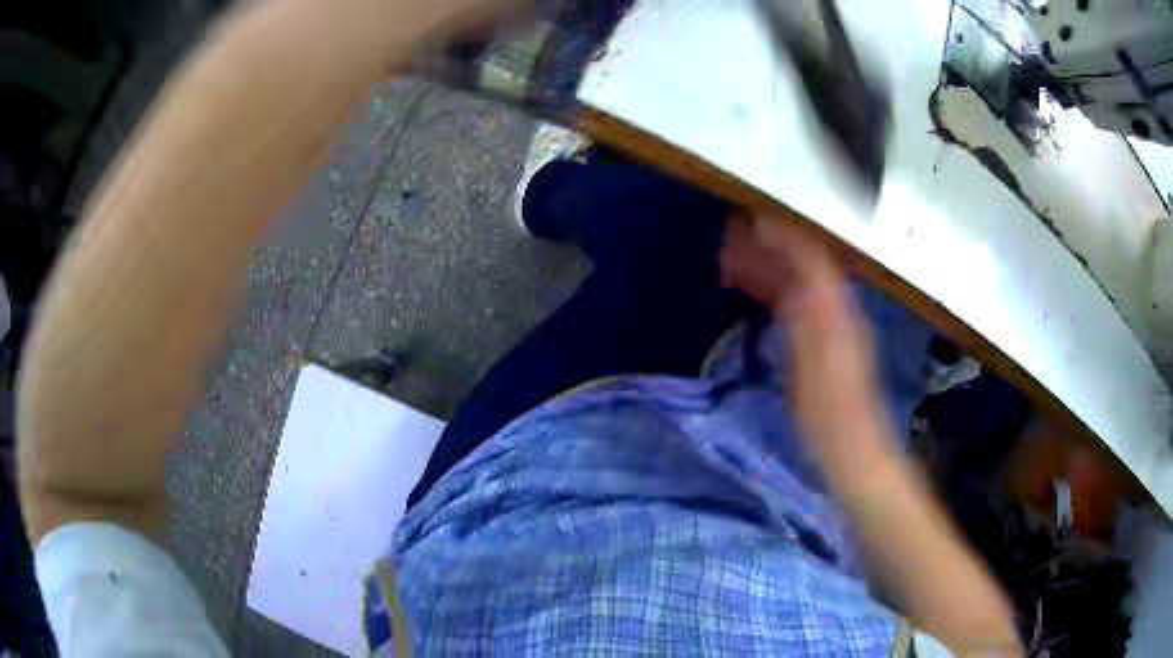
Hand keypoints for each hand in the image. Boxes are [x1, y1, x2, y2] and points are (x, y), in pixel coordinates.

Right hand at [720, 215, 888, 454]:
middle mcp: (835, 308)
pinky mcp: (821, 344)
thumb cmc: (828, 411)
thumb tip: (792, 263)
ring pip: (795, 284)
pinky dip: (771, 293)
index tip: (747, 220)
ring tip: (729, 262)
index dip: (779, 233)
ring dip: (765, 269)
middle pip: (801, 264)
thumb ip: (805, 309)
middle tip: (730, 238)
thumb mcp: (813, 360)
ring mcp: (829, 325)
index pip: (808, 254)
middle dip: (766, 246)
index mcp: (834, 308)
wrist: (851, 447)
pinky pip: (794, 306)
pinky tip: (752, 295)